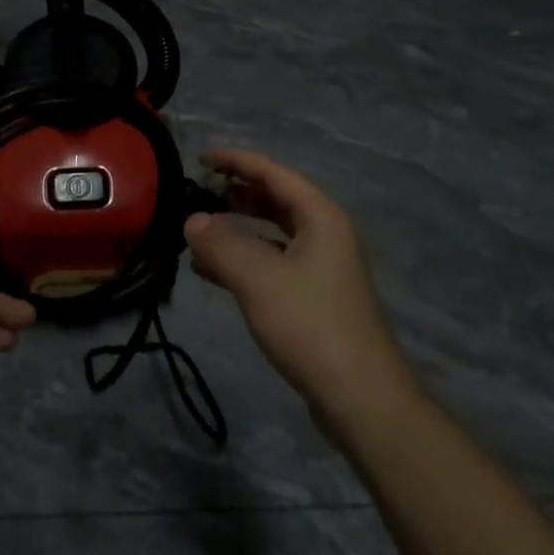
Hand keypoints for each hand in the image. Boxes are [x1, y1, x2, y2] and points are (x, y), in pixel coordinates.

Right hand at [185, 149, 413, 423]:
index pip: (273, 172)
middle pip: (276, 199)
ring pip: (273, 232)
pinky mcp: (315, 297)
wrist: (361, 396)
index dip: (236, 160)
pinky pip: (274, 262)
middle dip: (237, 192)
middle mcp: (325, 234)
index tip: (200, 157)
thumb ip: (220, 244)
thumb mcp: (257, 279)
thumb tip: (192, 221)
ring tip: (199, 232)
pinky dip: (245, 259)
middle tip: (199, 191)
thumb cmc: (310, 325)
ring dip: (238, 228)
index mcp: (320, 217)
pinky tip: (214, 273)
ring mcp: (322, 267)